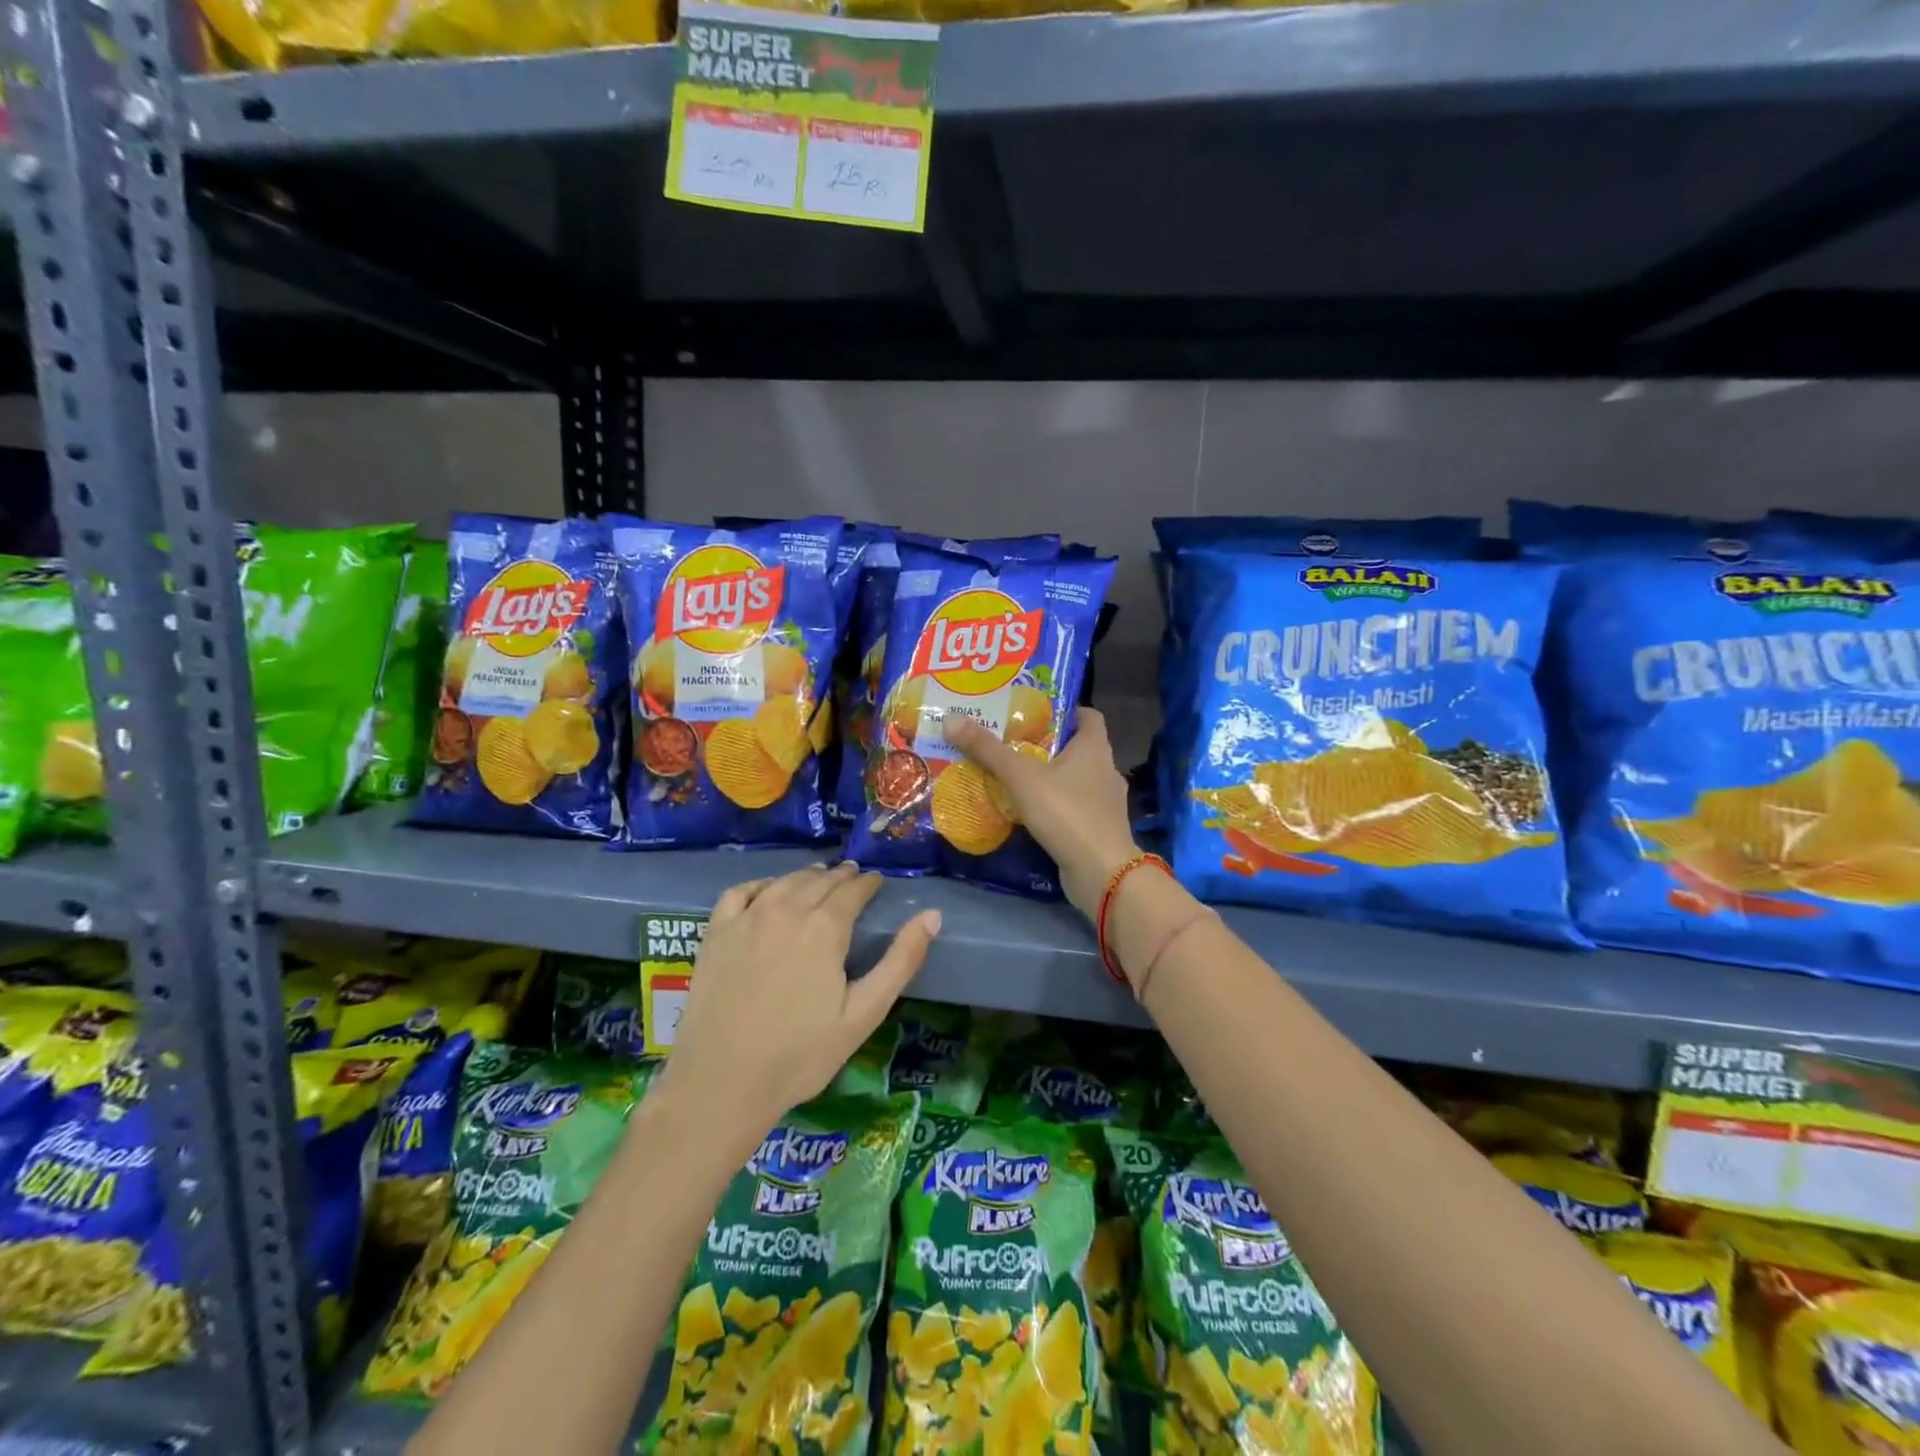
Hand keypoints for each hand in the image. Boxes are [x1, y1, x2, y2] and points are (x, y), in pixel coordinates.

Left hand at [657, 863, 939, 1147]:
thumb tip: (932, 915)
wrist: (723, 1081)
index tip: (876, 883)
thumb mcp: (864, 1013)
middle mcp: (787, 909)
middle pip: (820, 880)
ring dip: (807, 876)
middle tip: (853, 879)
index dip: (868, 884)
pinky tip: (768, 891)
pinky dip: (761, 884)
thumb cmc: (801, 1054)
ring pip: (785, 881)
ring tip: (819, 878)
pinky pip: (742, 891)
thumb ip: (900, 961)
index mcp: (825, 927)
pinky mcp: (716, 932)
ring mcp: (747, 918)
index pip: (853, 890)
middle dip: (842, 877)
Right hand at [943, 707, 1137, 915]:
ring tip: (1013, 778)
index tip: (1034, 712)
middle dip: (1046, 745)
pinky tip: (1028, 813)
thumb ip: (987, 749)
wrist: (1101, 872)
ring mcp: (1105, 803)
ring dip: (1049, 778)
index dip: (1064, 710)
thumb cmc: (1066, 812)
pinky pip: (1073, 808)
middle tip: (1010, 743)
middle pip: (1077, 747)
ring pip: (1074, 780)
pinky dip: (1054, 806)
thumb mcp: (1020, 777)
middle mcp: (1106, 770)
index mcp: (1095, 747)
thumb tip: (951, 719)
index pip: (1087, 716)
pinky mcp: (1098, 830)